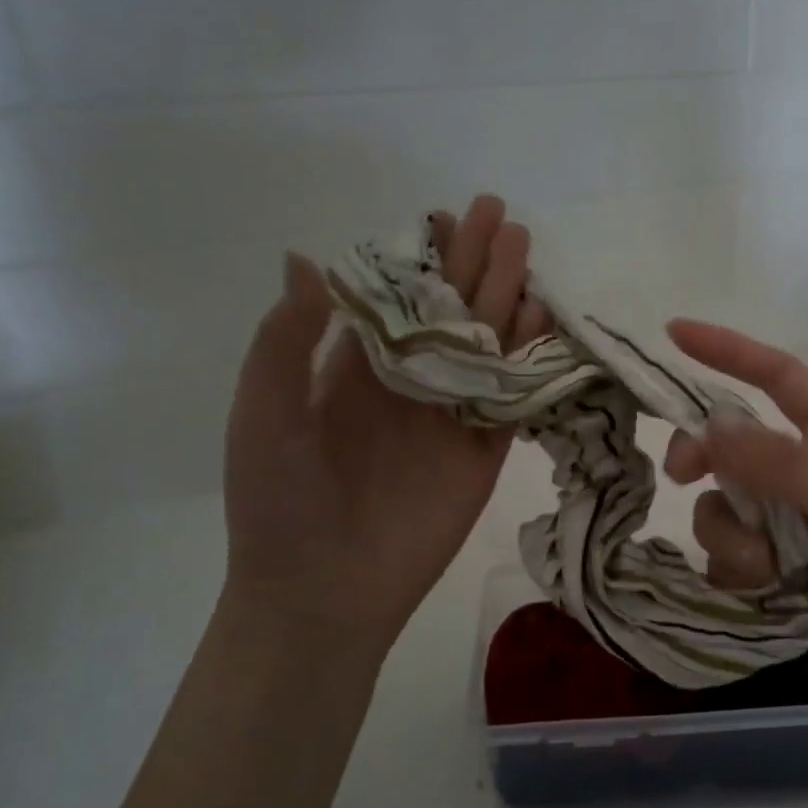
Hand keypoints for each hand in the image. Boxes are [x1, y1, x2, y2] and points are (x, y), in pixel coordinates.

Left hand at [223, 196, 550, 650]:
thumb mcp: (264, 412)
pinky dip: (528, 360)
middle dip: (474, 264)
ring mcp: (448, 418)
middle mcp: (407, 384)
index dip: (420, 257)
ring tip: (526, 255)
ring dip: (506, 301)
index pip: (395, 298)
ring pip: (485, 347)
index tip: (443, 215)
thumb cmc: (280, 502)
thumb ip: (286, 340)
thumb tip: (304, 257)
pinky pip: (510, 398)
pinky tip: (543, 321)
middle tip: (501, 216)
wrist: (324, 591)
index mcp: (352, 370)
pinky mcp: (482, 454)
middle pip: (449, 312)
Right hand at [663, 321, 807, 724]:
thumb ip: (786, 466)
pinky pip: (726, 568)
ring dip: (730, 538)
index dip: (727, 352)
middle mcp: (802, 479)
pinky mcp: (777, 583)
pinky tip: (769, 597)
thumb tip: (710, 427)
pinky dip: (736, 579)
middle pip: (727, 449)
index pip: (775, 378)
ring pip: (722, 514)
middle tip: (680, 477)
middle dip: (700, 457)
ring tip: (770, 570)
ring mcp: (787, 532)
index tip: (673, 333)